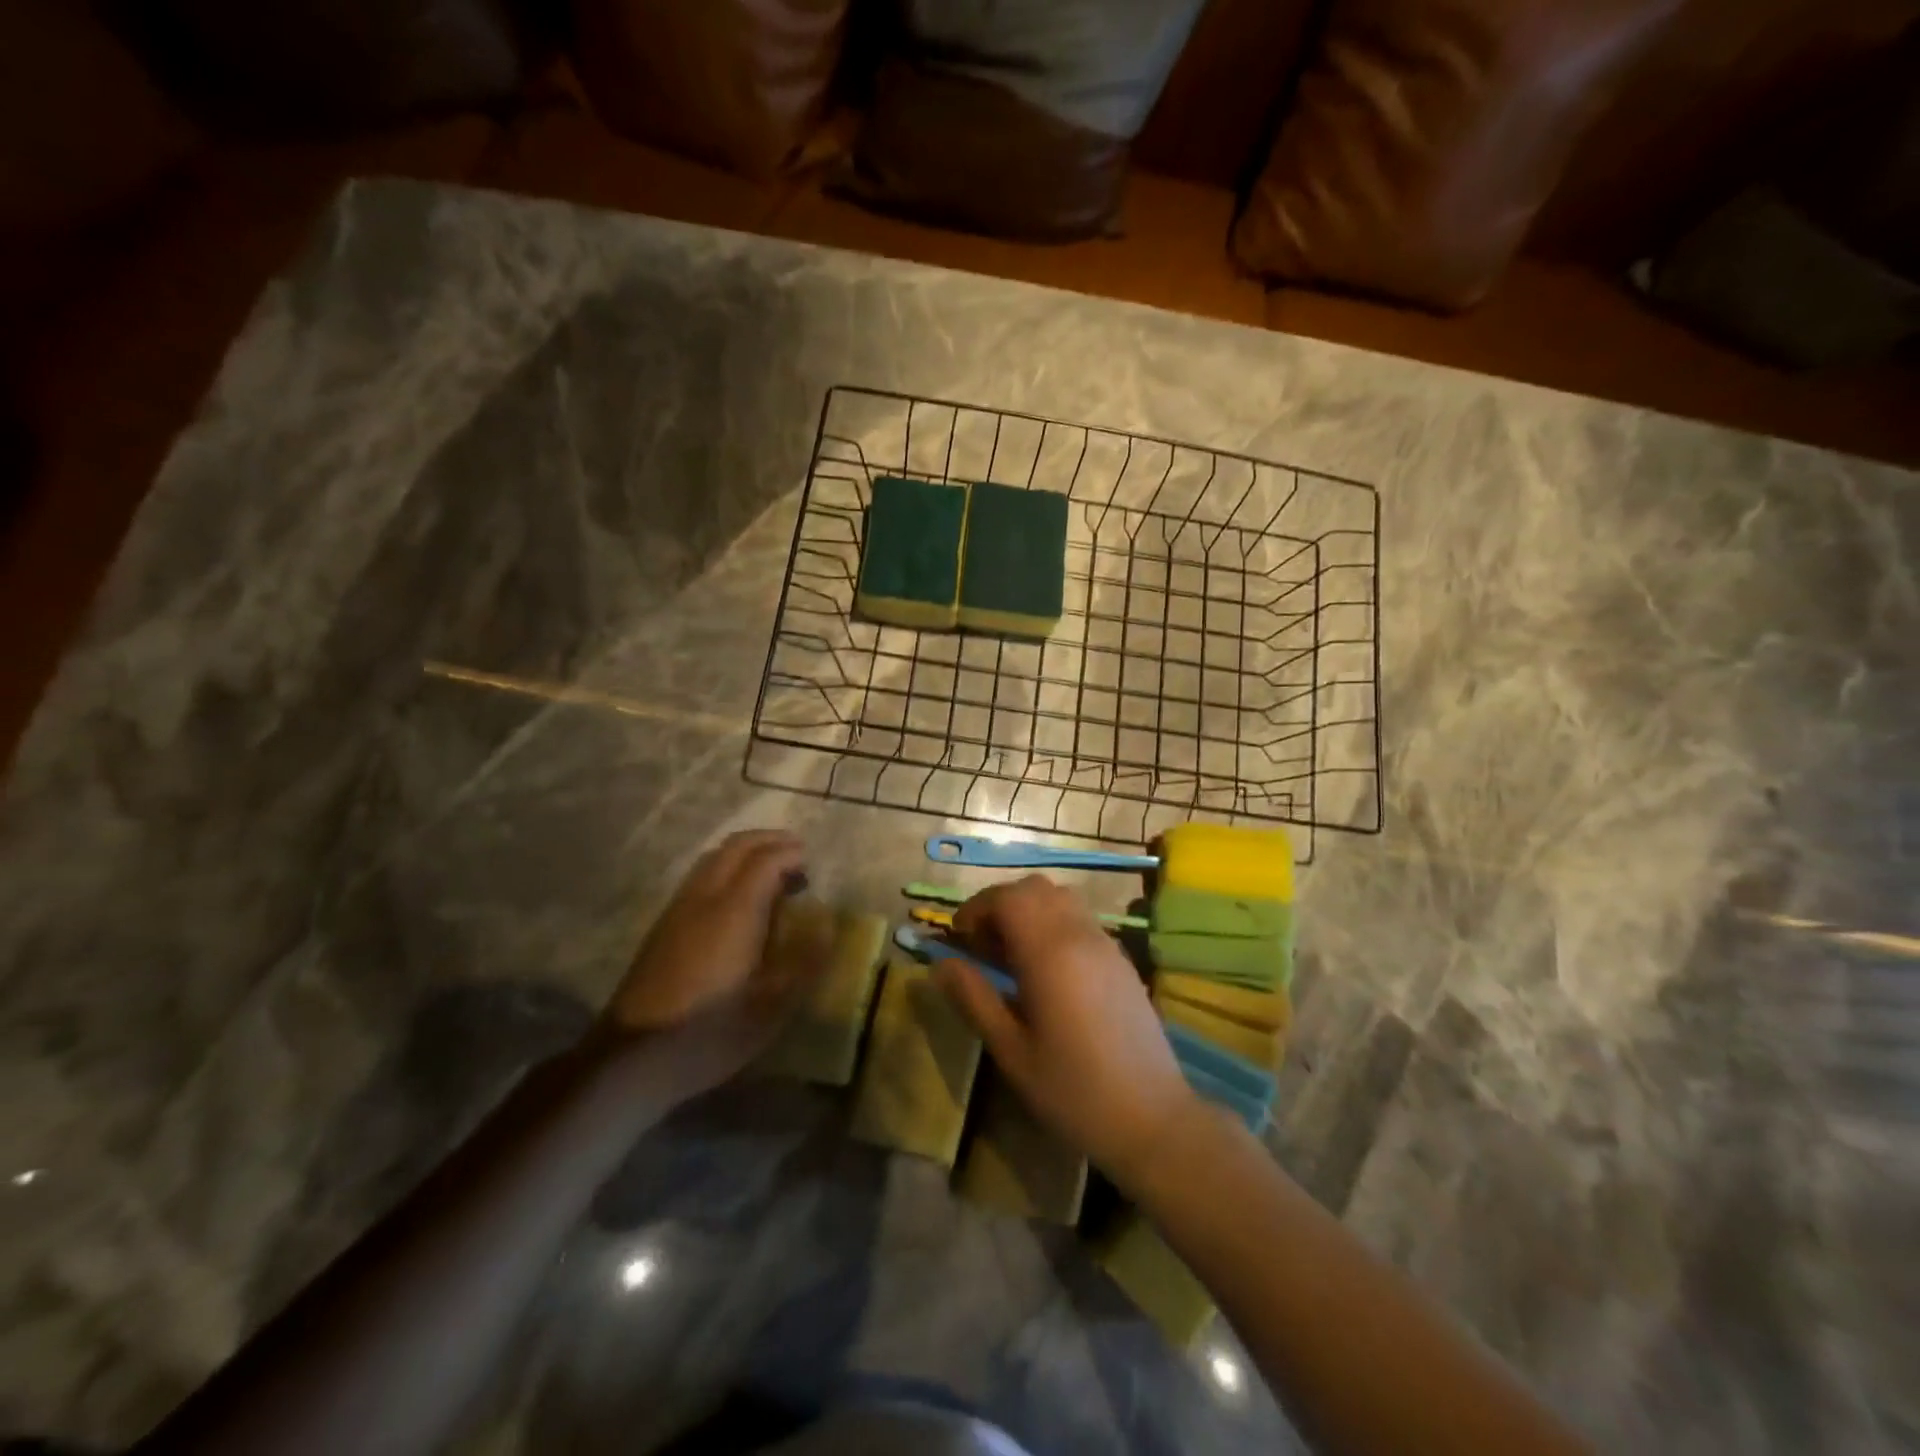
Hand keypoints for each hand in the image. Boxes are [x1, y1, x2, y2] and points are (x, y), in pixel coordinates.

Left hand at [605, 830, 808, 1093]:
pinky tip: (739, 900)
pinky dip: (726, 870)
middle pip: (736, 847)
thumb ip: (804, 961)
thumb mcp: (772, 1008)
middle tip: (797, 855)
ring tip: (772, 873)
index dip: (791, 853)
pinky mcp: (664, 926)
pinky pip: (700, 877)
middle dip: (769, 841)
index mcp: (735, 911)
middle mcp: (704, 898)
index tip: (813, 862)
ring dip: (746, 853)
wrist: (632, 1059)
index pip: (766, 860)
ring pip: (714, 858)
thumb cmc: (711, 1033)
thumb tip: (828, 925)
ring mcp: (678, 909)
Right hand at [935, 874, 1198, 1187]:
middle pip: (1034, 889)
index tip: (958, 938)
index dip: (976, 908)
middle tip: (982, 945)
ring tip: (1012, 955)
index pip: (1007, 898)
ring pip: (1061, 898)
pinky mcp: (1121, 960)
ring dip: (1029, 911)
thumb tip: (941, 963)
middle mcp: (1079, 935)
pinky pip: (1081, 919)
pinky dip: (1054, 924)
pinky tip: (1047, 970)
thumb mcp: (1011, 1050)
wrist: (1152, 1119)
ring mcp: (1106, 944)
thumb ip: (974, 998)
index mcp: (1049, 952)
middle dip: (1001, 905)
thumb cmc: (1072, 1090)